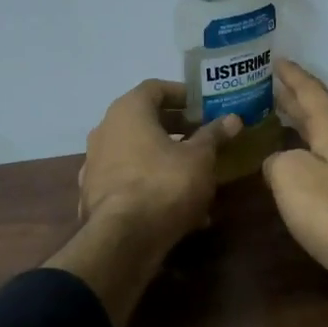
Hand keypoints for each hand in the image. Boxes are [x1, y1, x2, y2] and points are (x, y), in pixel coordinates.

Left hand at [79, 79, 240, 249]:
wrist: (123, 239)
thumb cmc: (164, 185)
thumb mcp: (200, 158)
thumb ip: (214, 135)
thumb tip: (233, 119)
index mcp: (127, 111)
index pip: (155, 88)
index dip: (182, 94)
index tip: (204, 107)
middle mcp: (105, 130)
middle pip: (144, 120)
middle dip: (177, 128)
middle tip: (204, 137)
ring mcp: (95, 163)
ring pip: (138, 153)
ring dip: (166, 159)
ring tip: (197, 176)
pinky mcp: (94, 193)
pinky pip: (129, 180)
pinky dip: (152, 185)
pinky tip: (178, 208)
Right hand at [262, 60, 327, 326]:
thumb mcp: (290, 177)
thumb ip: (277, 160)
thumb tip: (279, 163)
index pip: (312, 92)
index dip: (292, 76)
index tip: (276, 60)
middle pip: (322, 114)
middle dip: (295, 100)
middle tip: (271, 89)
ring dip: (304, 129)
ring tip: (280, 124)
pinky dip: (311, 157)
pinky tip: (300, 169)